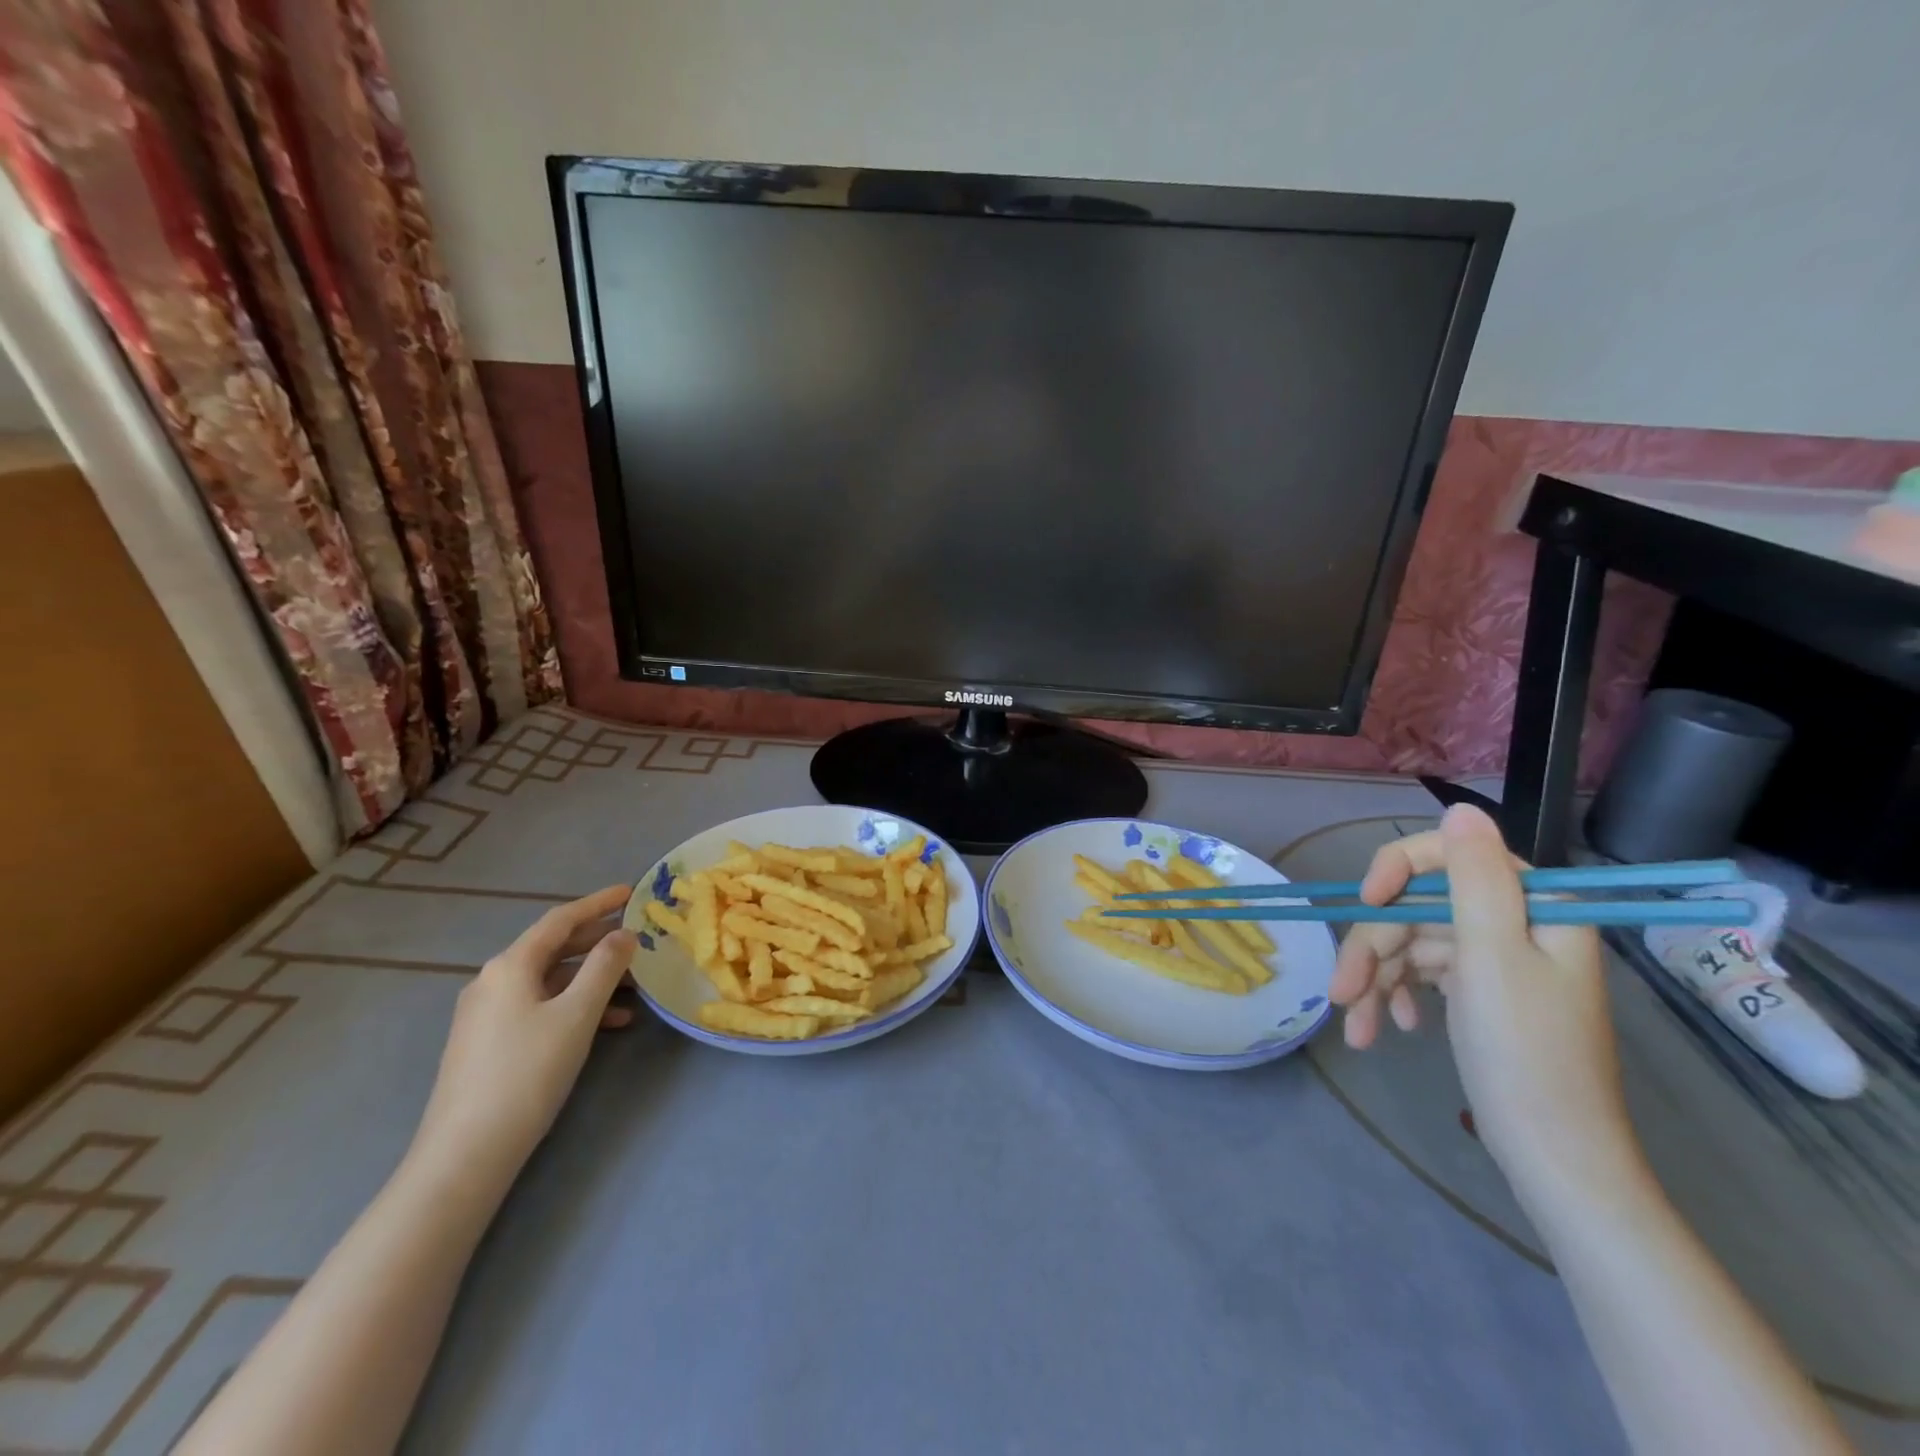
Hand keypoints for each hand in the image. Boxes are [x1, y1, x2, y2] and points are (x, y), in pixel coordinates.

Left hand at [411, 885, 637, 1185]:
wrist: (466, 1153)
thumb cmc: (527, 1072)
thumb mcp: (577, 1014)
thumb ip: (605, 967)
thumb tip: (624, 934)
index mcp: (510, 966)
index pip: (560, 920)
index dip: (598, 903)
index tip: (631, 892)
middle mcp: (493, 981)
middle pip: (554, 948)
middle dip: (598, 941)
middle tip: (638, 938)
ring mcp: (487, 1014)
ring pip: (550, 980)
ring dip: (592, 978)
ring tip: (635, 986)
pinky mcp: (488, 1043)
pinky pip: (540, 1006)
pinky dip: (575, 1006)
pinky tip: (608, 1024)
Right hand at [1328, 805, 1632, 1186]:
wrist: (1556, 1157)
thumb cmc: (1525, 1054)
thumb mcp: (1492, 957)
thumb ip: (1474, 878)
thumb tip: (1460, 808)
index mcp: (1534, 905)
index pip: (1449, 856)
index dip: (1396, 871)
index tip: (1363, 903)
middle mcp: (1516, 923)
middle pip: (1419, 908)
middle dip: (1374, 949)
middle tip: (1341, 992)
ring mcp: (1497, 959)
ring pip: (1412, 943)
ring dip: (1376, 980)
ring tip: (1356, 1027)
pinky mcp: (1480, 991)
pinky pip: (1423, 974)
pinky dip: (1397, 996)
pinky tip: (1388, 1027)